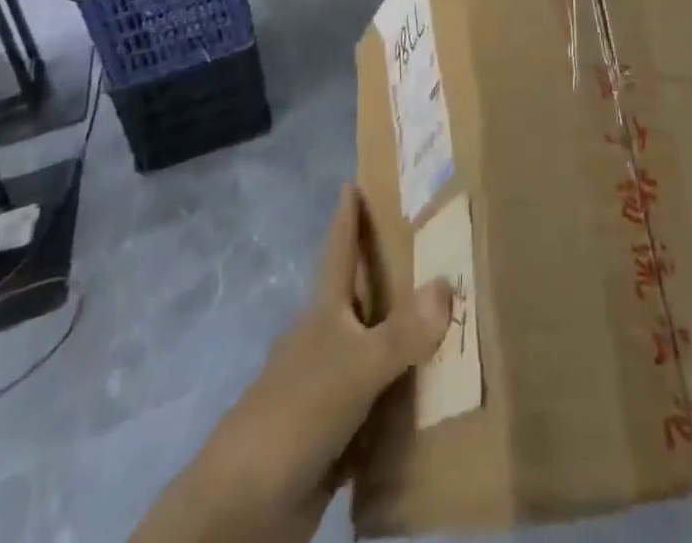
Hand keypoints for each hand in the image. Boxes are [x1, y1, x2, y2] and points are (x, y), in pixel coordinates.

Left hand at [132, 185, 451, 542]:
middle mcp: (324, 343)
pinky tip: (430, 404)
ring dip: (402, 345)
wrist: (241, 510)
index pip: (339, 250)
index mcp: (324, 314)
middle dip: (390, 279)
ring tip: (449, 327)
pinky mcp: (330, 437)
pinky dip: (398, 405)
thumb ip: (403, 332)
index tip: (352, 182)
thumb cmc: (296, 414)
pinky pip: (374, 411)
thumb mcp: (355, 368)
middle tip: (432, 254)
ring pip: (371, 355)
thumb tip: (447, 282)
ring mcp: (325, 390)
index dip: (347, 218)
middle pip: (359, 300)